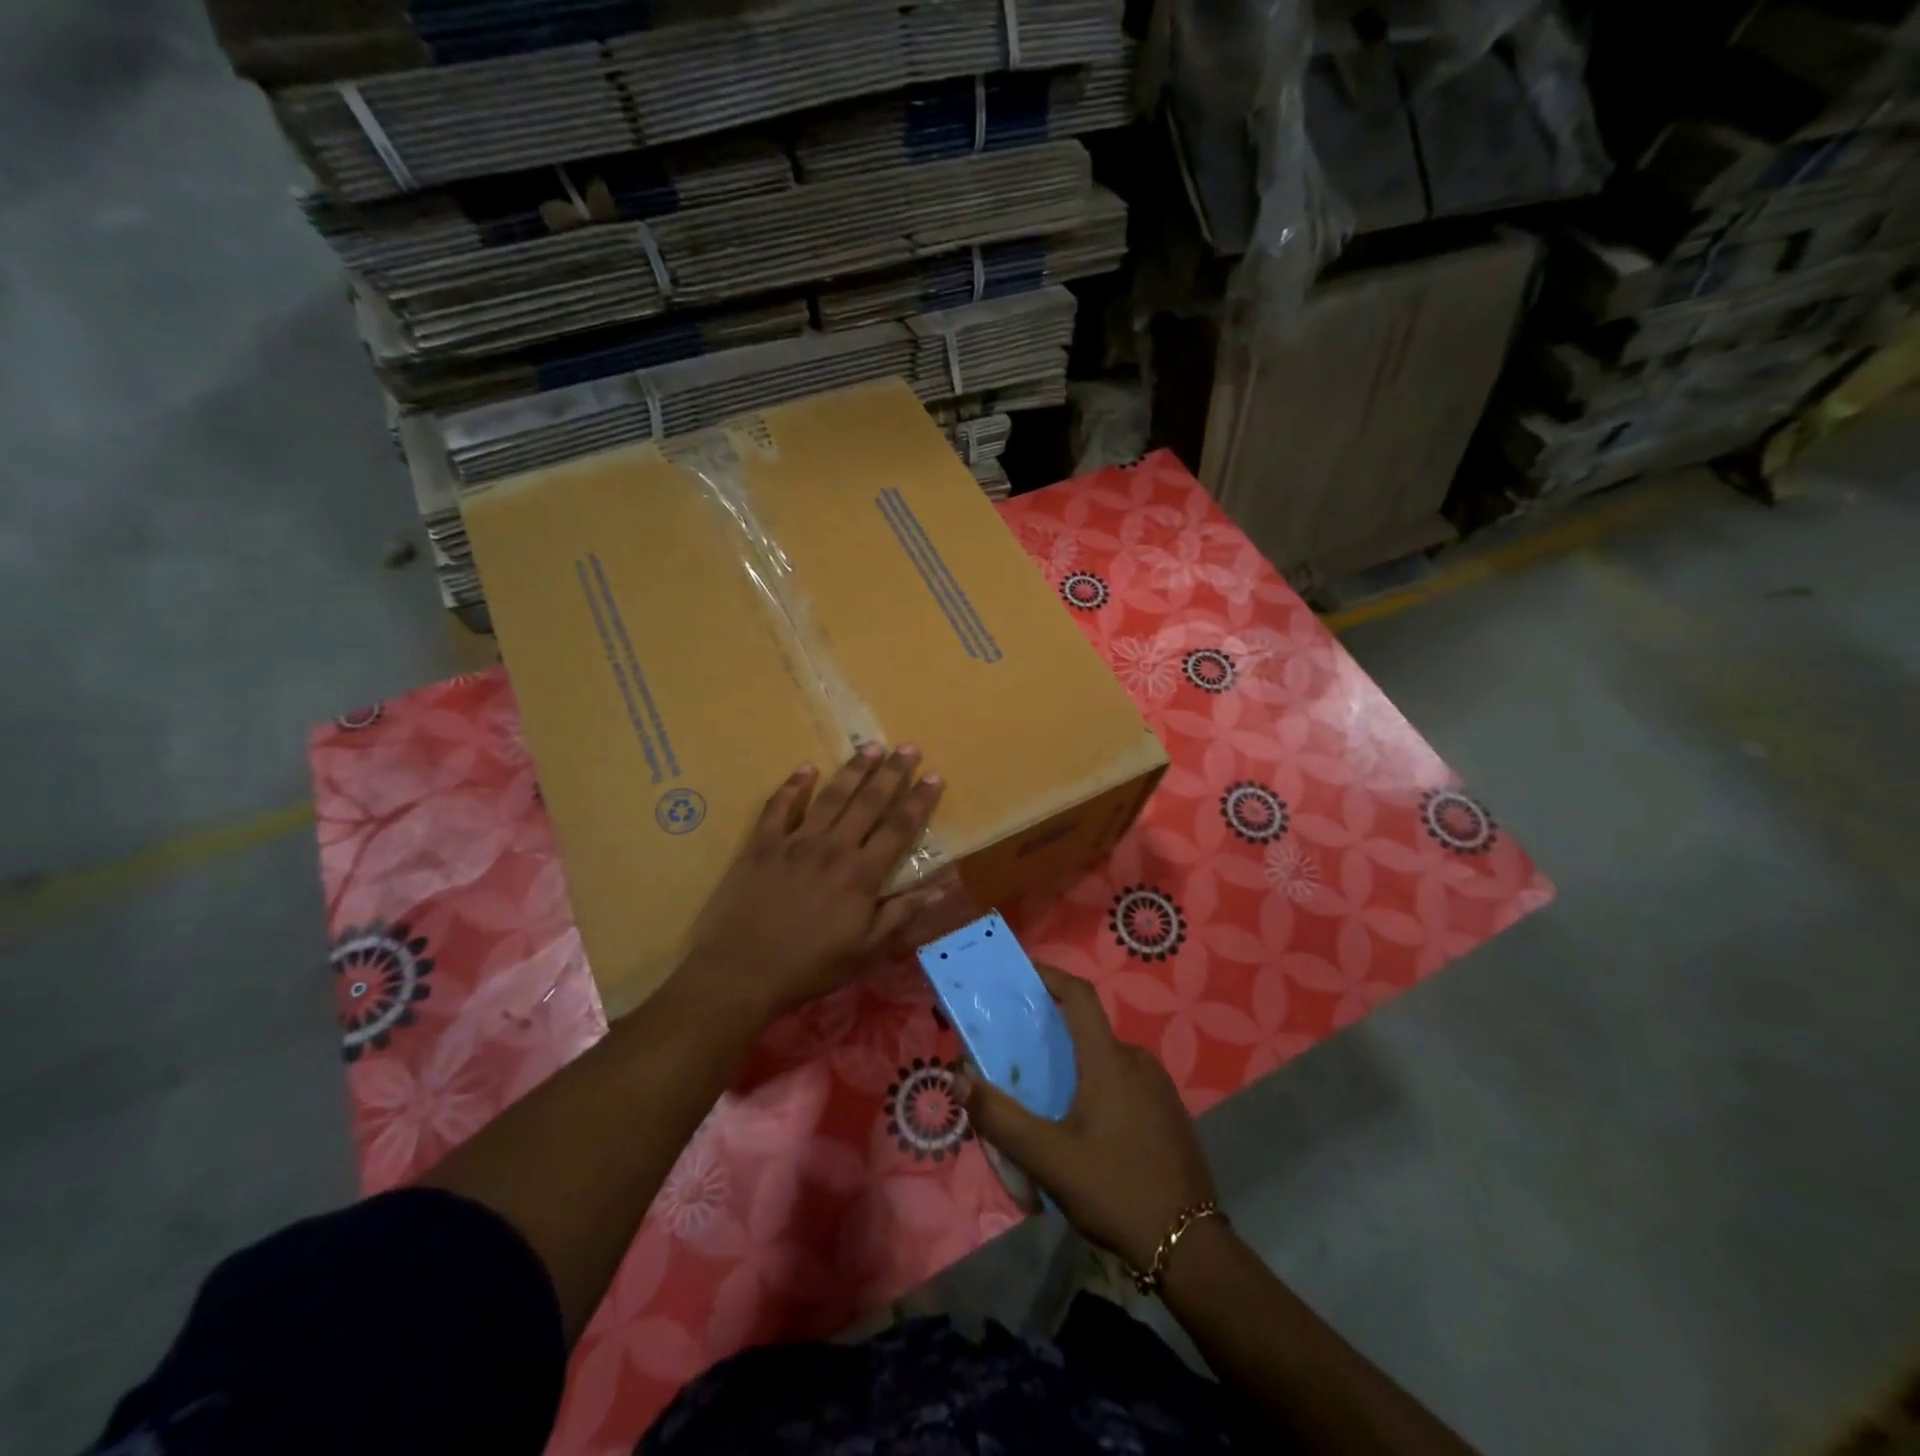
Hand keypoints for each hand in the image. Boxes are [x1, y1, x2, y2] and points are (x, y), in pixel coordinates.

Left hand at [684, 745, 947, 1022]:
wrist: (741, 971)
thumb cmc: (809, 966)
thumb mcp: (865, 951)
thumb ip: (900, 915)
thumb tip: (939, 888)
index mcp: (861, 874)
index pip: (899, 828)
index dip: (919, 801)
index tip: (934, 776)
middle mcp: (833, 848)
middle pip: (869, 802)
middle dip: (892, 772)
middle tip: (908, 747)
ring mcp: (795, 841)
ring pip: (831, 796)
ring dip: (853, 770)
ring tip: (870, 746)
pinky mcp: (762, 844)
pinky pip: (779, 806)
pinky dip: (793, 785)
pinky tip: (806, 768)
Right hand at [955, 964, 1216, 1273]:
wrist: (1190, 1247)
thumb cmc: (1114, 1189)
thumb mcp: (1048, 1158)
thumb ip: (1000, 1118)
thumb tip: (959, 1079)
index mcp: (1110, 1060)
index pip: (1080, 996)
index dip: (1051, 975)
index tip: (1023, 972)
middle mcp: (1138, 1061)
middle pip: (1089, 1029)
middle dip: (1054, 1031)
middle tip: (1020, 1052)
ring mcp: (1159, 1088)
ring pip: (1107, 1059)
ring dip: (1076, 1064)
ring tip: (1046, 1094)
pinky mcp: (1170, 1113)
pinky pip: (1126, 1082)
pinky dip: (1099, 1085)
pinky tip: (1084, 1124)